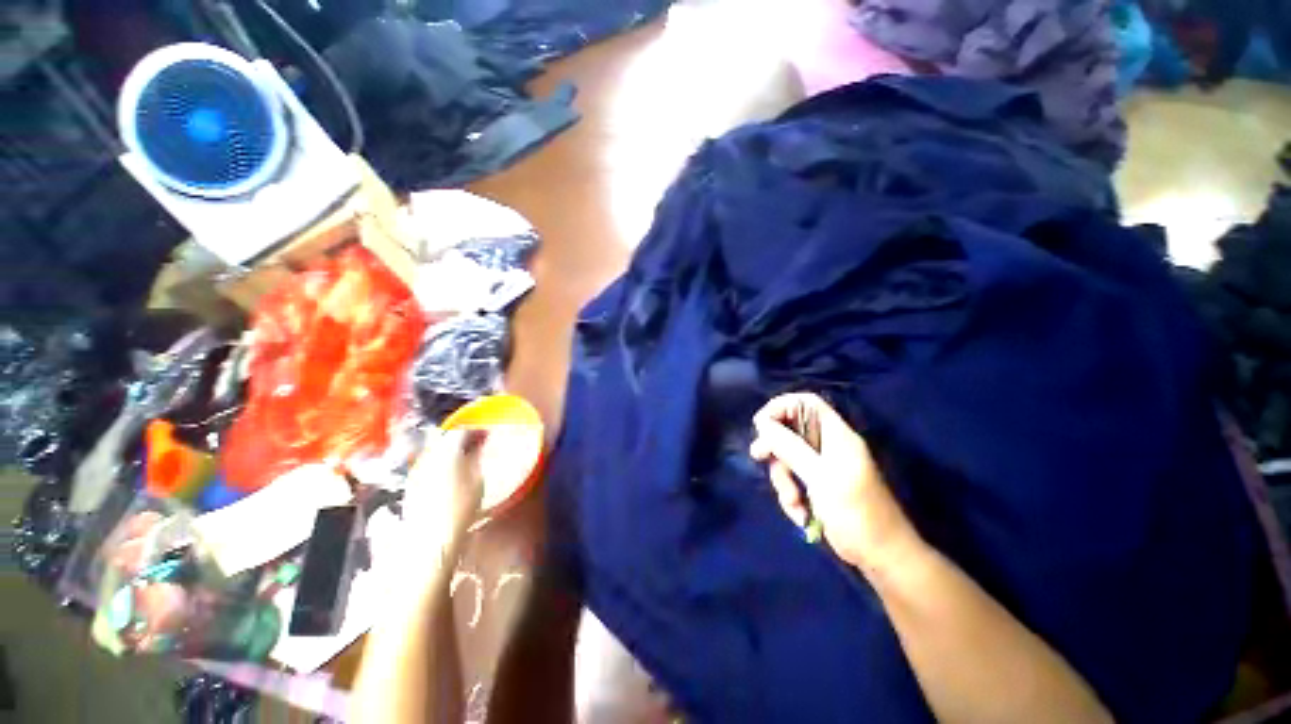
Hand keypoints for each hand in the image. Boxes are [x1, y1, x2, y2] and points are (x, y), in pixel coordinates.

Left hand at [403, 429, 487, 549]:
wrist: (430, 540)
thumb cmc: (460, 509)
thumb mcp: (477, 480)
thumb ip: (477, 458)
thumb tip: (479, 445)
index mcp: (446, 452)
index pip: (461, 431)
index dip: (476, 430)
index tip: (487, 434)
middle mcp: (428, 457)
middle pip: (444, 438)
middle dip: (461, 438)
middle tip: (477, 443)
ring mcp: (417, 470)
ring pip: (435, 450)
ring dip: (450, 449)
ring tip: (466, 457)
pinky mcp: (412, 484)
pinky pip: (429, 463)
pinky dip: (441, 462)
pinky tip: (451, 472)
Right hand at [749, 393, 921, 571]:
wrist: (881, 557)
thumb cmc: (857, 512)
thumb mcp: (820, 476)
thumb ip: (790, 447)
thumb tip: (762, 424)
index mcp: (836, 435)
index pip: (806, 403)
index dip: (781, 406)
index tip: (761, 424)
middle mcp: (827, 445)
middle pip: (790, 430)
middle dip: (775, 446)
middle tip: (760, 456)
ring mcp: (821, 466)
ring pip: (787, 457)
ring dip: (783, 479)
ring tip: (793, 502)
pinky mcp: (816, 486)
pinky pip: (792, 479)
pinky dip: (791, 496)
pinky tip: (800, 515)